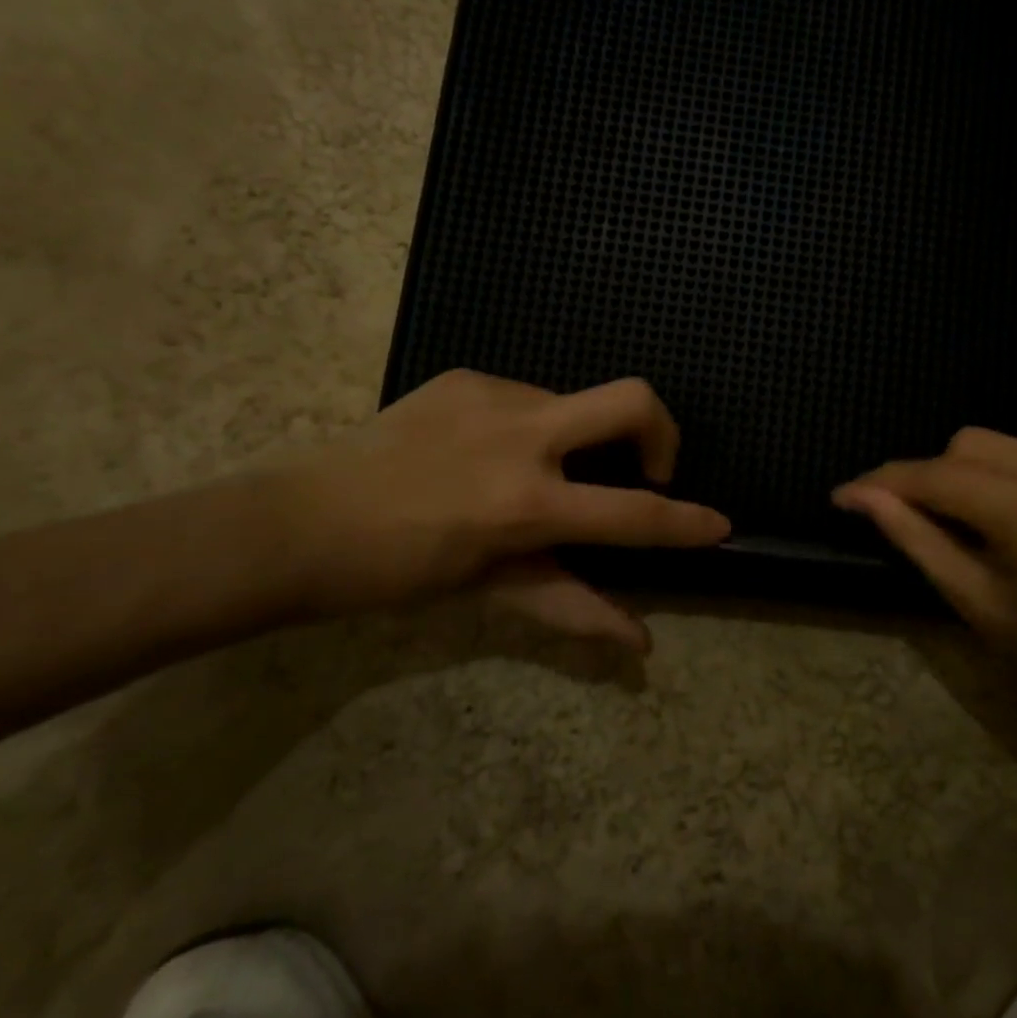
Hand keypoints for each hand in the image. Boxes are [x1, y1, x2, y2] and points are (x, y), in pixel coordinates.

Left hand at [274, 371, 728, 644]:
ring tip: (533, 473)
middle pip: (632, 399)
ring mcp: (493, 396)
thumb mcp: (490, 591)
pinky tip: (485, 452)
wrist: (298, 521)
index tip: (719, 524)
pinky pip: (527, 395)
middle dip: (663, 431)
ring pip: (575, 401)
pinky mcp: (467, 376)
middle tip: (647, 468)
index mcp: (526, 504)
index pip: (633, 514)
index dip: (686, 522)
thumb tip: (640, 641)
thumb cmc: (396, 573)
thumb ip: (571, 605)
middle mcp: (521, 436)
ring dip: (578, 438)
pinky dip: (531, 426)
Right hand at [834, 429, 1016, 752]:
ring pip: (1005, 444)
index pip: (941, 477)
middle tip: (917, 518)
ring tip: (974, 524)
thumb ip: (915, 538)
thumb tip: (860, 495)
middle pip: (971, 444)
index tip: (846, 493)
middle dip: (933, 476)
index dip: (887, 481)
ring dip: (973, 476)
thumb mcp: (978, 606)